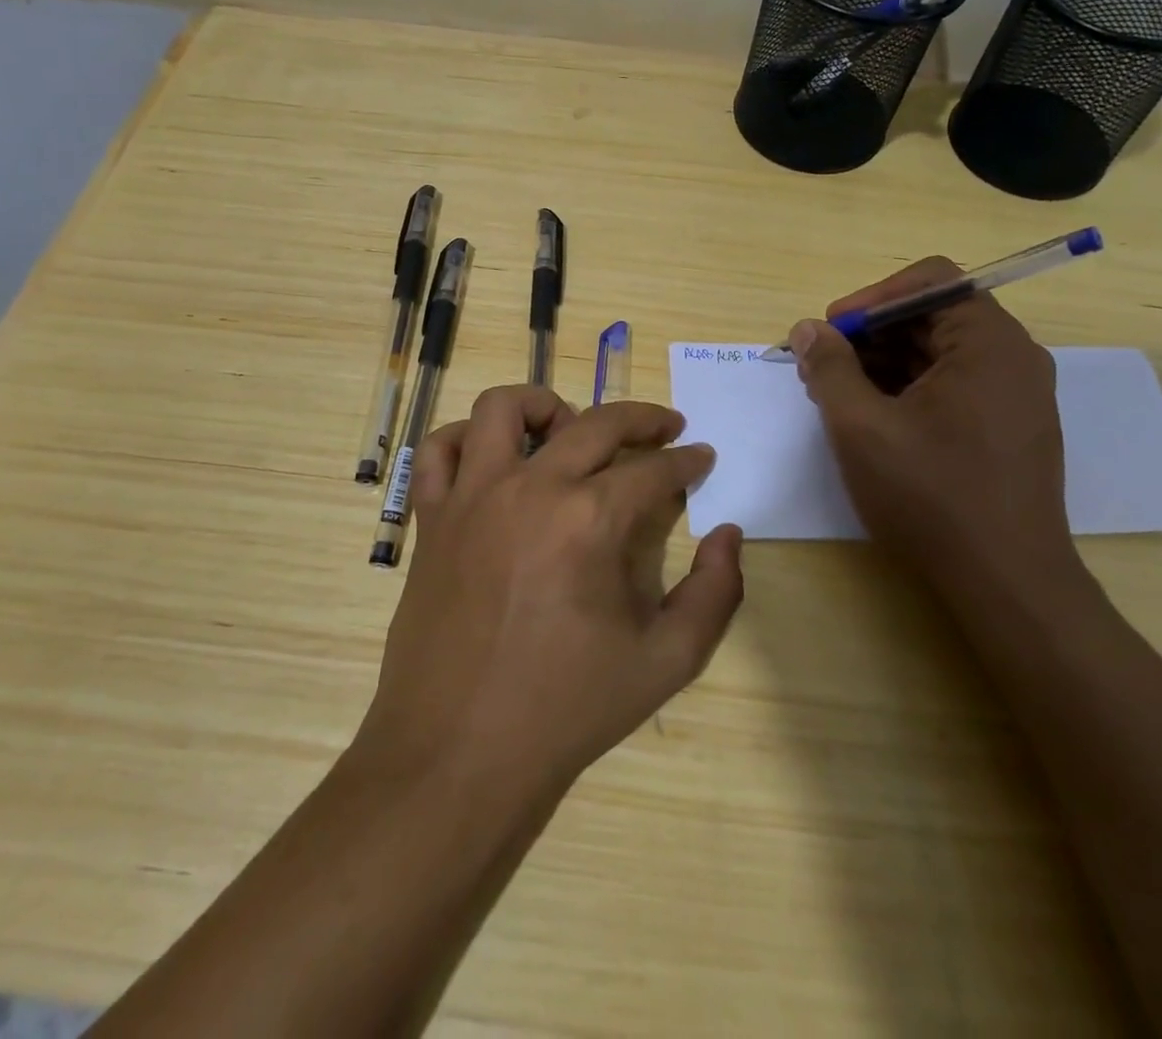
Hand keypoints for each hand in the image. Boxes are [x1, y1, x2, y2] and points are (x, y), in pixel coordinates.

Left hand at [359, 386, 743, 792]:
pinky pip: (438, 451)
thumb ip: (715, 593)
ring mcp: (472, 497)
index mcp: (590, 521)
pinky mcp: (431, 517)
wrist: (459, 754)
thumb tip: (730, 535)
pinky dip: (466, 439)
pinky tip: (493, 459)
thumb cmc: (566, 709)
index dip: (686, 461)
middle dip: (643, 418)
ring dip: (545, 406)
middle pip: (596, 422)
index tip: (701, 458)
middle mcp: (530, 489)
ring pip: (503, 409)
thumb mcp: (666, 662)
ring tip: (570, 429)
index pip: (654, 468)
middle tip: (666, 429)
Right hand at [789, 256, 1082, 593]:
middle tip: (820, 367)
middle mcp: (1012, 358)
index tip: (829, 333)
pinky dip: (907, 389)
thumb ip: (830, 368)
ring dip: (882, 363)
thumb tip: (807, 330)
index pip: (929, 280)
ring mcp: (1014, 395)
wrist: (1006, 584)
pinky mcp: (1007, 427)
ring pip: (938, 353)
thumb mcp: (862, 427)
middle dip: (869, 335)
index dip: (870, 298)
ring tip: (836, 396)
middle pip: (932, 315)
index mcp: (989, 343)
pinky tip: (871, 419)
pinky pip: (951, 384)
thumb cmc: (932, 497)